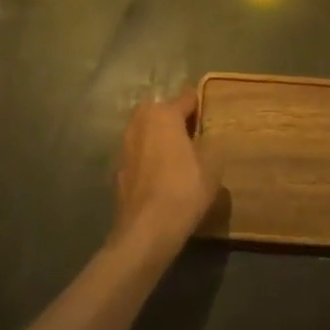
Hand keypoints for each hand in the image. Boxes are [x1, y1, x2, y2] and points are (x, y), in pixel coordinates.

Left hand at [110, 90, 220, 263]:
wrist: (146, 231)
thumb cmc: (183, 191)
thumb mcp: (212, 167)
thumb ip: (211, 146)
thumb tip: (209, 140)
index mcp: (164, 114)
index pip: (187, 98)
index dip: (200, 105)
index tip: (211, 115)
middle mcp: (140, 122)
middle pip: (160, 110)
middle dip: (174, 118)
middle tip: (192, 134)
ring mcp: (125, 145)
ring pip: (146, 131)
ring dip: (158, 137)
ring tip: (177, 155)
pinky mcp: (118, 169)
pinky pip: (138, 153)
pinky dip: (149, 157)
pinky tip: (161, 175)